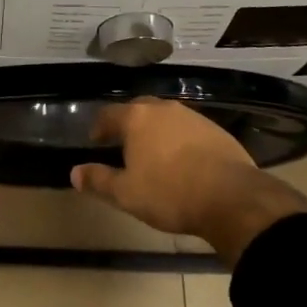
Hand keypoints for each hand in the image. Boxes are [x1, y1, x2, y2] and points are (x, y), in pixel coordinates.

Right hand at [70, 99, 306, 264]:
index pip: (108, 114)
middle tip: (123, 142)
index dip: (99, 127)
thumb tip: (74, 173)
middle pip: (138, 109)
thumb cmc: (170, 193)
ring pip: (166, 117)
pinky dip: (180, 139)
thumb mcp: (126, 194)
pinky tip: (183, 158)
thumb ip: (98, 181)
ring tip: (153, 151)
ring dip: (156, 130)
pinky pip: (188, 129)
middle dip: (128, 123)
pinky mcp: (216, 130)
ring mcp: (192, 117)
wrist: (232, 197)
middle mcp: (163, 109)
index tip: (96, 140)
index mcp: (136, 118)